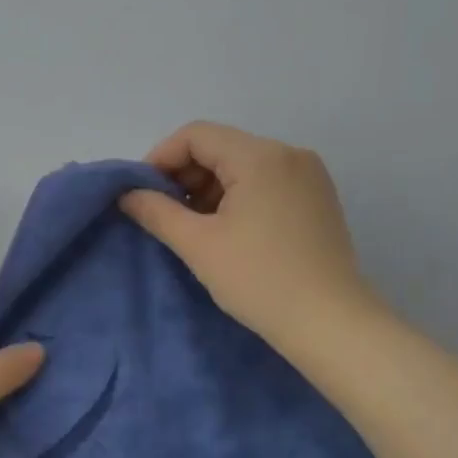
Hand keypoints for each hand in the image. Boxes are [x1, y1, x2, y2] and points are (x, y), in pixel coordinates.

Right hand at [121, 121, 380, 352]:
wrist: (329, 322)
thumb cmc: (258, 279)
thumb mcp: (198, 245)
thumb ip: (156, 212)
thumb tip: (127, 194)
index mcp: (260, 156)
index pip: (196, 135)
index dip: (160, 158)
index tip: (141, 194)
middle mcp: (289, 154)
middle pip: (221, 147)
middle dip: (184, 175)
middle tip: (162, 214)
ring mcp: (308, 176)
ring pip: (242, 166)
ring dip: (208, 188)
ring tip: (191, 227)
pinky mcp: (317, 199)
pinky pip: (265, 183)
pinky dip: (236, 197)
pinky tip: (225, 231)